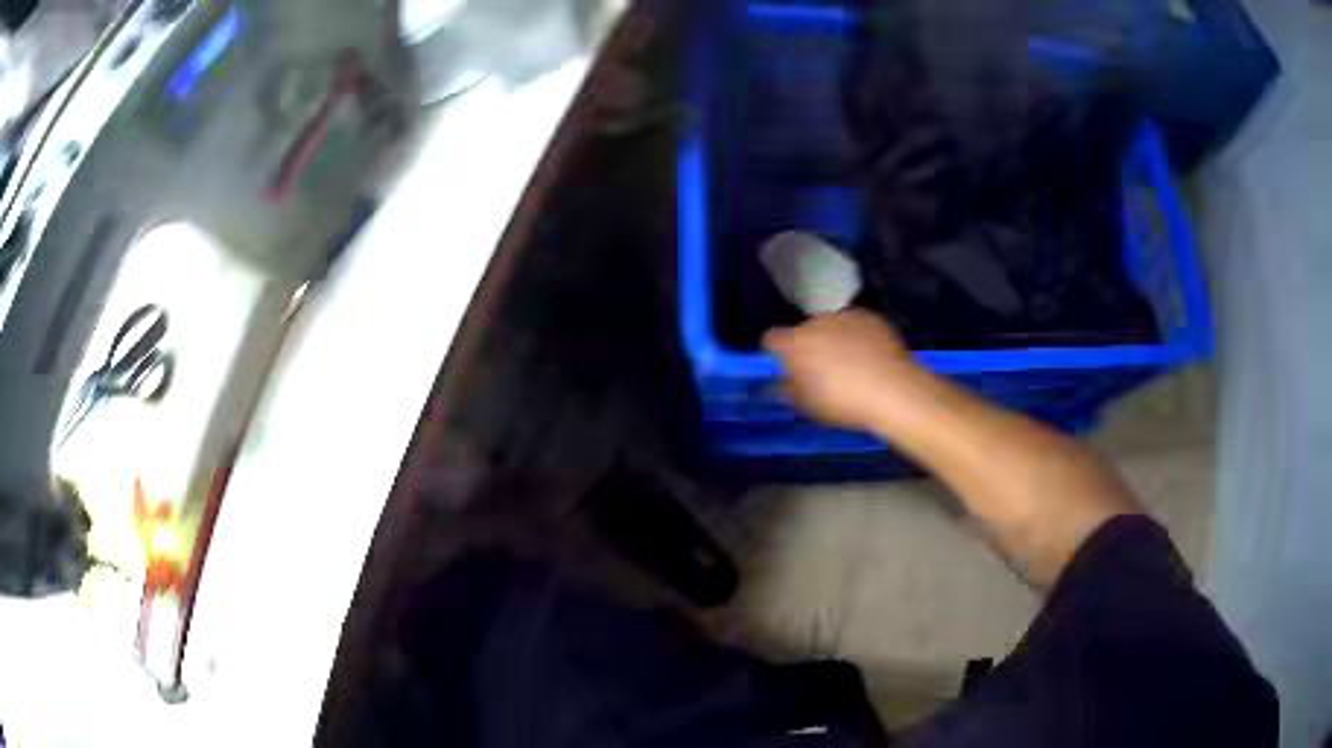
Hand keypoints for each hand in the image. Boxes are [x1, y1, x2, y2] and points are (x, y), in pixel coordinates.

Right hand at [762, 309, 918, 432]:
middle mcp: (816, 323)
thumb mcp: (808, 407)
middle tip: (824, 372)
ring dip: (834, 340)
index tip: (787, 368)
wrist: (892, 390)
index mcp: (794, 344)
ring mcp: (845, 316)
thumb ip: (790, 391)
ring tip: (853, 365)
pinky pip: (856, 325)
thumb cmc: (844, 403)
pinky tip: (871, 357)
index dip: (777, 353)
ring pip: (831, 327)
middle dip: (810, 347)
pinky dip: (858, 336)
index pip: (771, 339)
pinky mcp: (870, 316)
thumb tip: (785, 384)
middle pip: (804, 332)